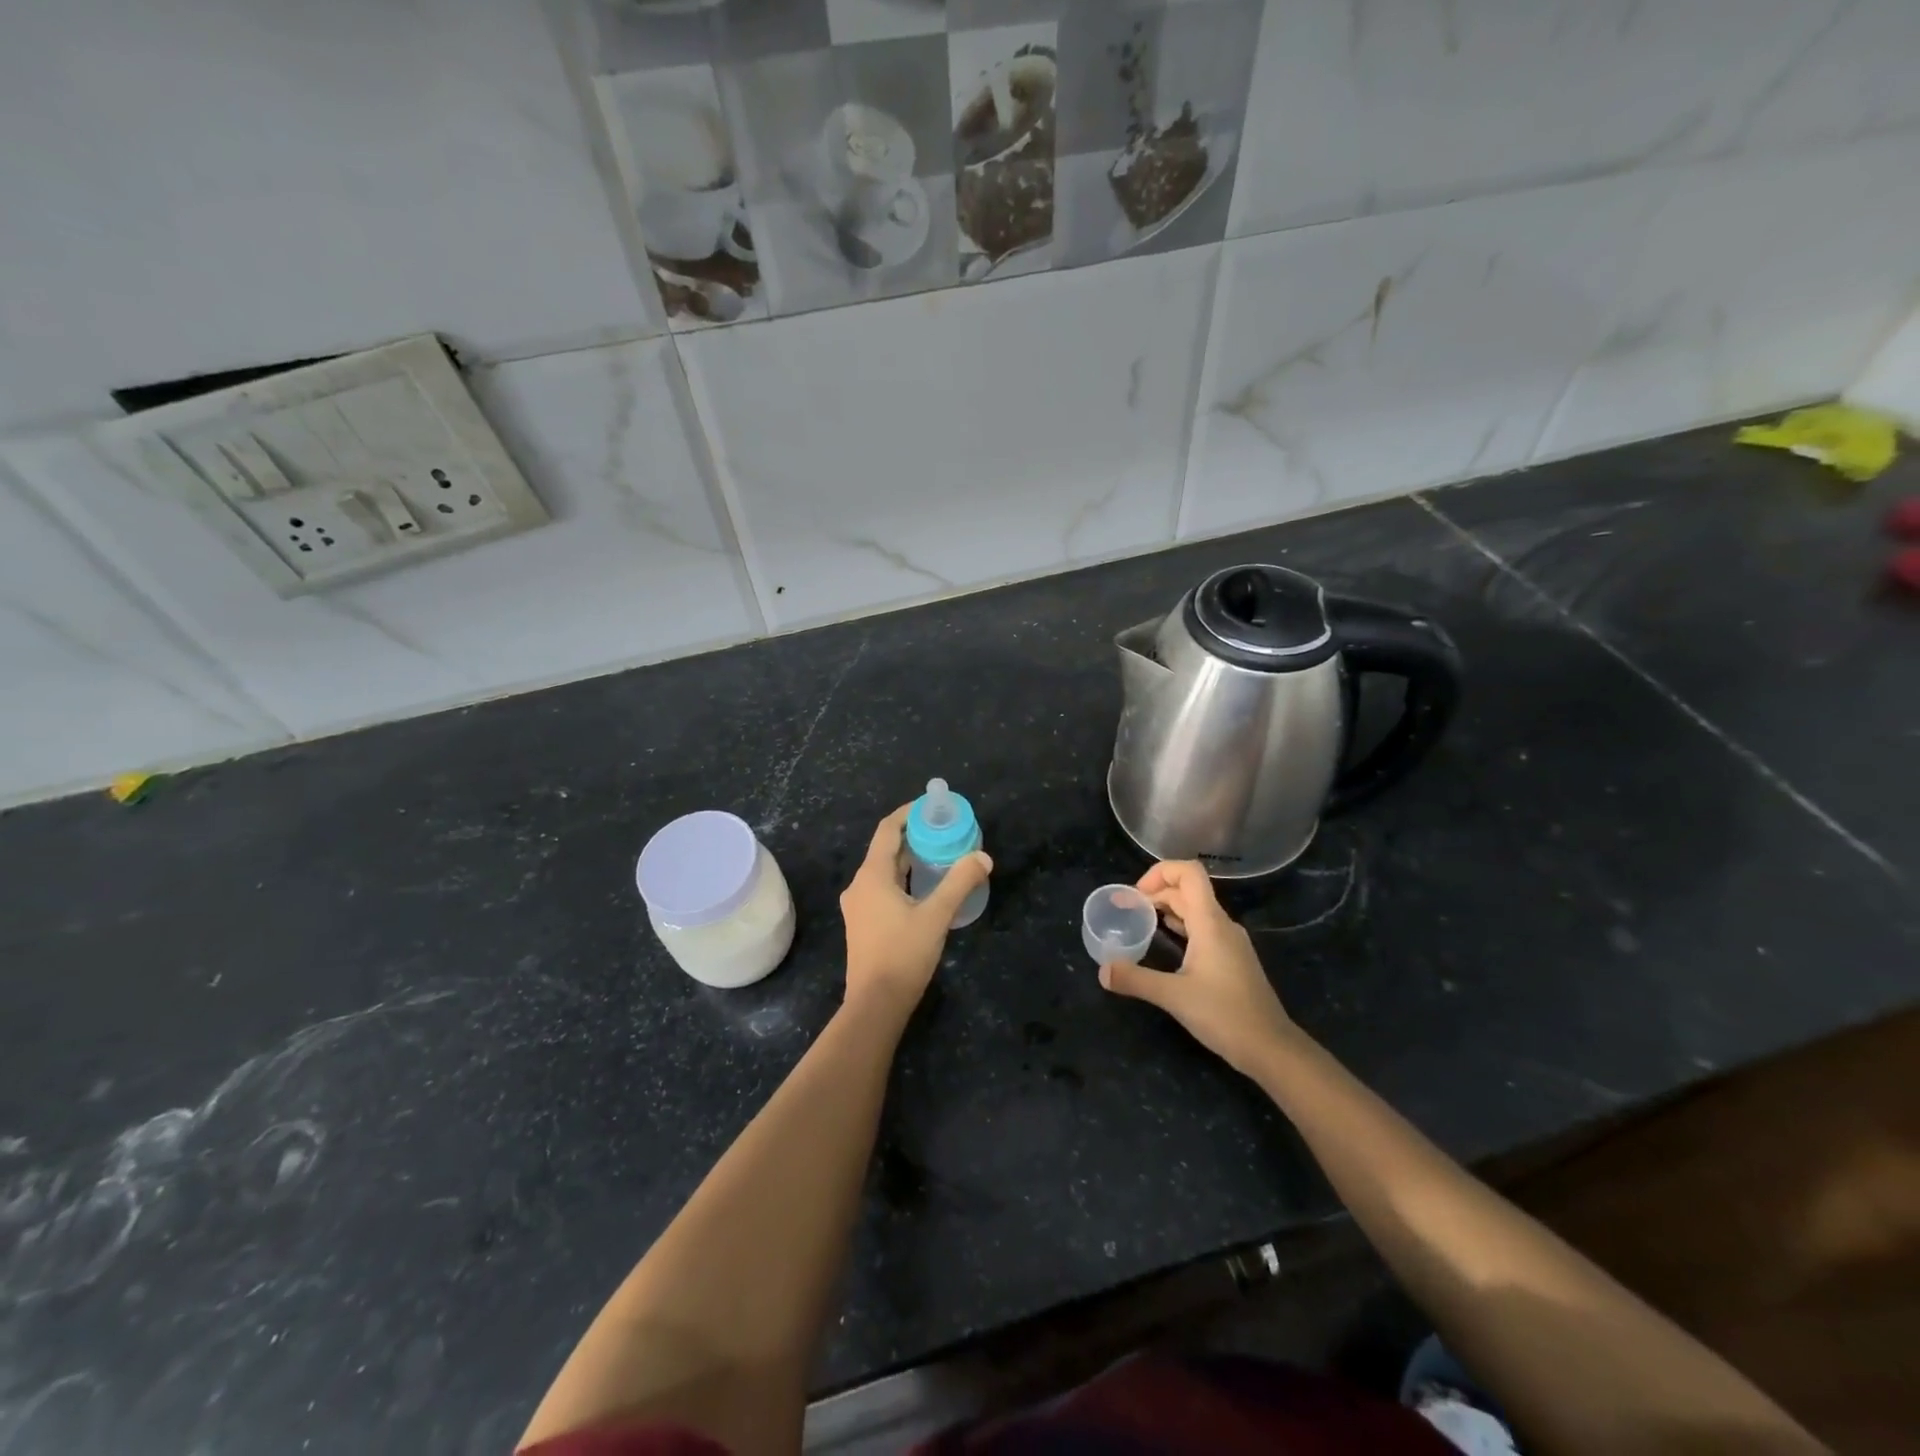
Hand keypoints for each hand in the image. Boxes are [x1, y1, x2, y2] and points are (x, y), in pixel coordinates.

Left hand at [839, 805, 991, 1015]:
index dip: (908, 813)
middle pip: (886, 850)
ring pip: (884, 872)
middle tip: (944, 832)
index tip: (931, 806)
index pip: (887, 830)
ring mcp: (858, 906)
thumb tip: (982, 856)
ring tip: (939, 856)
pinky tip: (925, 889)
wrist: (875, 1005)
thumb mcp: (937, 916)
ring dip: (909, 860)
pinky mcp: (862, 924)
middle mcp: (859, 885)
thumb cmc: (903, 955)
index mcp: (872, 876)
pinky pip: (882, 889)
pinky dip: (903, 880)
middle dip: (914, 837)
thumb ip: (959, 883)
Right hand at [1098, 860, 1296, 1076]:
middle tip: (1126, 909)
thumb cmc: (1225, 1015)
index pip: (1189, 873)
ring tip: (1140, 921)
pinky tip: (1165, 943)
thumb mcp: (1174, 997)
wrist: (1271, 1048)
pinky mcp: (1232, 959)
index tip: (1135, 894)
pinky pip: (1203, 928)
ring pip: (1196, 910)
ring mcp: (1230, 942)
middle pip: (1188, 890)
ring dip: (1167, 908)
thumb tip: (1102, 971)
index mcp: (1210, 923)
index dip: (1160, 872)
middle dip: (1155, 892)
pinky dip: (1180, 926)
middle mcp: (1222, 925)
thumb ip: (1135, 979)